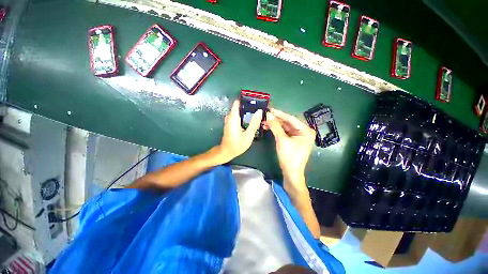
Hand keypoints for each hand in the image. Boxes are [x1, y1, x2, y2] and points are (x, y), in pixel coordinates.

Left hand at [217, 100, 262, 162]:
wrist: (226, 152)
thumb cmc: (237, 145)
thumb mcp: (248, 135)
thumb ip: (254, 123)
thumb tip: (259, 111)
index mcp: (233, 117)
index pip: (237, 102)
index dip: (246, 99)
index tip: (255, 100)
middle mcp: (230, 116)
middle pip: (240, 106)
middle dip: (249, 106)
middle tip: (260, 108)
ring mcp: (229, 120)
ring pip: (239, 112)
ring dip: (248, 112)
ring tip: (258, 113)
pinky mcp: (230, 123)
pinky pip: (238, 116)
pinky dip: (245, 117)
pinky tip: (251, 120)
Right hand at [264, 108, 314, 192]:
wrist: (291, 173)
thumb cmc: (289, 156)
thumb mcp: (281, 140)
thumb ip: (275, 126)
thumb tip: (268, 115)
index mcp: (306, 131)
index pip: (291, 119)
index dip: (280, 114)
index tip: (270, 109)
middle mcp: (303, 132)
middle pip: (288, 123)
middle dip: (276, 120)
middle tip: (266, 115)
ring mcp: (298, 136)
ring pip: (285, 127)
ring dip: (275, 125)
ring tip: (265, 121)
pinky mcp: (293, 140)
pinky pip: (284, 132)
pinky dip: (277, 130)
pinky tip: (269, 127)